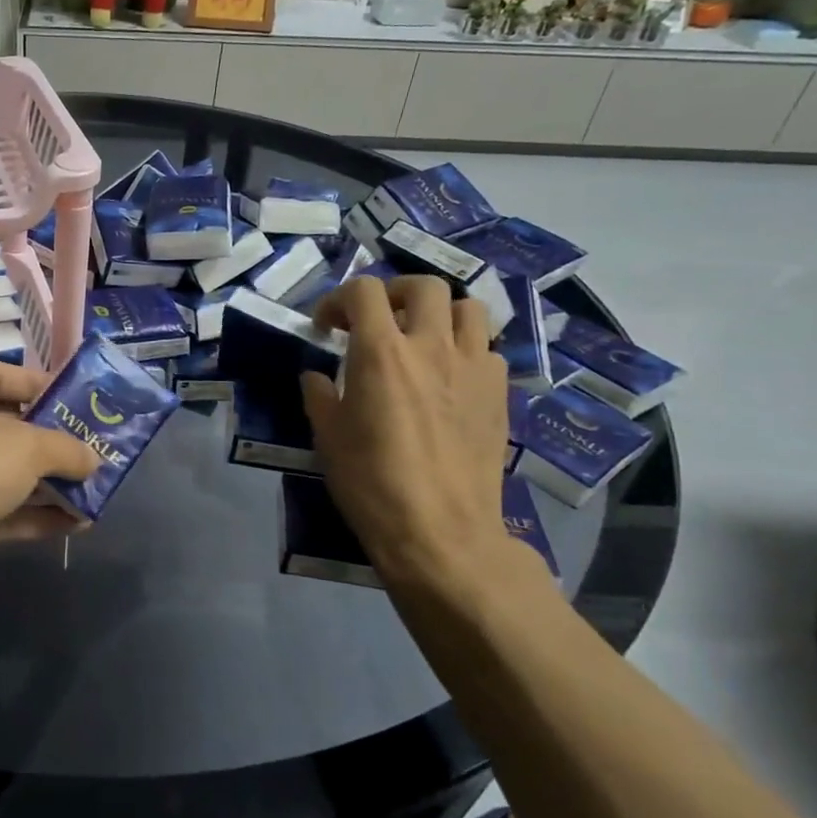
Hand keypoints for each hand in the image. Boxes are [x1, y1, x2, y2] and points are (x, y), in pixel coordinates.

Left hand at [0, 362, 98, 626]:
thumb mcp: (21, 446)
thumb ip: (64, 448)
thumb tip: (93, 458)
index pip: (2, 374)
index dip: (42, 384)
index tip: (83, 400)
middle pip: (11, 426)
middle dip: (56, 438)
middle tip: (101, 446)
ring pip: (11, 473)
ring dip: (53, 482)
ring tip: (100, 486)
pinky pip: (6, 513)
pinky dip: (39, 515)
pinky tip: (80, 522)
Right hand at [299, 277, 519, 592]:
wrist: (440, 531)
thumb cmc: (371, 482)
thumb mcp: (327, 437)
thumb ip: (319, 395)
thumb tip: (317, 377)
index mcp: (381, 352)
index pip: (364, 291)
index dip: (338, 299)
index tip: (325, 327)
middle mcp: (431, 347)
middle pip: (425, 286)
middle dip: (394, 294)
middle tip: (377, 321)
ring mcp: (473, 368)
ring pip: (469, 309)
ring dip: (440, 314)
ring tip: (421, 339)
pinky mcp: (499, 394)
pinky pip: (488, 350)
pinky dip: (466, 350)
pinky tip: (449, 378)